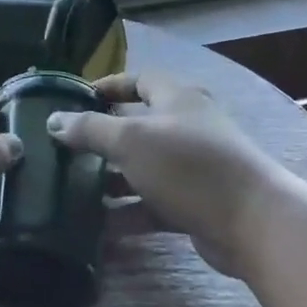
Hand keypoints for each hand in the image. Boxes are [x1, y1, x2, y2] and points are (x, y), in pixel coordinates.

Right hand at [48, 72, 271, 274]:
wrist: (253, 223)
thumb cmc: (188, 166)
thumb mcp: (130, 140)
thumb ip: (89, 129)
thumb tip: (53, 120)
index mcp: (177, 99)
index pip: (139, 80)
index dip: (108, 86)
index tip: (77, 98)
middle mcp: (187, 127)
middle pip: (138, 126)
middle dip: (103, 139)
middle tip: (67, 150)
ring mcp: (194, 167)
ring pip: (143, 168)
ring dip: (112, 179)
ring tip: (74, 190)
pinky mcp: (196, 203)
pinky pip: (154, 203)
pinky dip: (129, 211)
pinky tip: (99, 226)